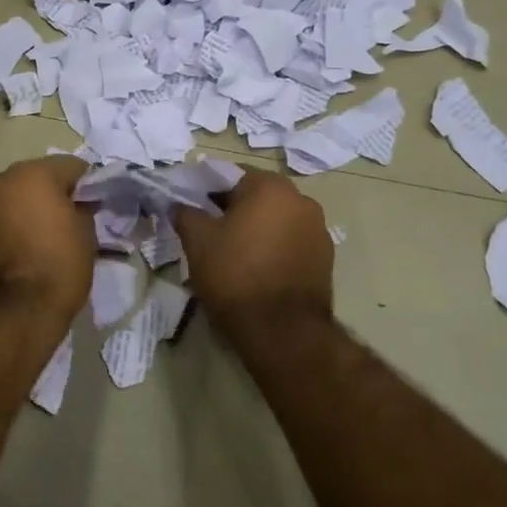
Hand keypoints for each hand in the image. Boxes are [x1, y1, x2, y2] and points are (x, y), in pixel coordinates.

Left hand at [0, 156, 94, 331]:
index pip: (69, 166)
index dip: (86, 183)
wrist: (12, 314)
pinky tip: (21, 249)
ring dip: (26, 208)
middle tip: (69, 218)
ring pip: (11, 197)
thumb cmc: (57, 268)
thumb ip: (82, 210)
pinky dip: (8, 226)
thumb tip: (77, 206)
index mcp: (32, 174)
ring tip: (42, 236)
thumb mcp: (86, 236)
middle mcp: (0, 181)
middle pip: (34, 178)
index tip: (94, 202)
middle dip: (51, 193)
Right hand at [170, 169, 333, 345]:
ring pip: (275, 219)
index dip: (206, 190)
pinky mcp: (325, 259)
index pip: (230, 175)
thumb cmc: (235, 275)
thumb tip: (180, 205)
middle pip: (256, 195)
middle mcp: (302, 200)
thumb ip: (186, 213)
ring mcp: (319, 230)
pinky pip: (291, 241)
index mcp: (271, 187)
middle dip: (232, 208)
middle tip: (207, 230)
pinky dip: (273, 247)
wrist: (282, 332)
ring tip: (232, 252)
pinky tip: (256, 268)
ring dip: (255, 228)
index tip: (190, 208)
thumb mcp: (197, 241)